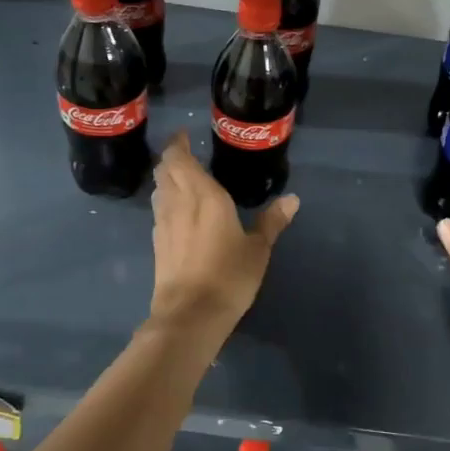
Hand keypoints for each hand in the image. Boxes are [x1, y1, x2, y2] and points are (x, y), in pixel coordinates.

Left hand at [147, 132, 297, 335]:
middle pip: (165, 171)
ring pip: (159, 190)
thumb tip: (292, 199)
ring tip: (183, 179)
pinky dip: (166, 202)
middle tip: (187, 154)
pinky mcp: (157, 244)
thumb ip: (272, 221)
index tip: (185, 135)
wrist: (190, 315)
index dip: (178, 144)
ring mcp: (163, 224)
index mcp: (204, 195)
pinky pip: (159, 211)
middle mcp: (178, 203)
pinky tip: (179, 213)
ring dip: (167, 179)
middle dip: (172, 158)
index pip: (180, 159)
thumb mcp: (258, 249)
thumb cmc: (228, 276)